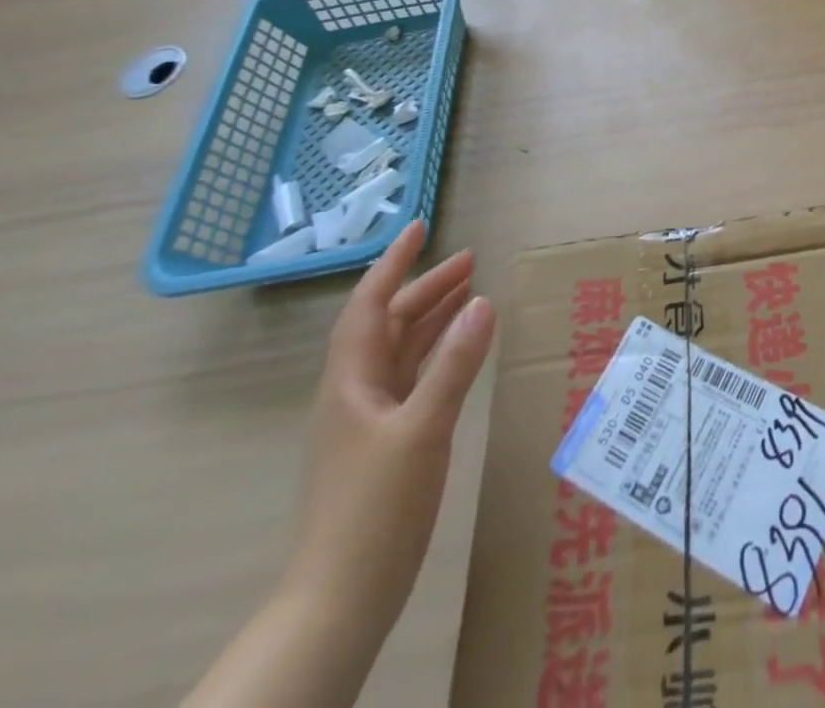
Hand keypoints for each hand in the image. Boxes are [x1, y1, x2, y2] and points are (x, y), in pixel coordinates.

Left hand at [281, 220, 496, 632]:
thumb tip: (483, 300)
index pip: (368, 305)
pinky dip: (437, 352)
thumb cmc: (375, 507)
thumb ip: (454, 364)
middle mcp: (355, 392)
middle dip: (425, 287)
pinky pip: (413, 377)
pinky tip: (462, 350)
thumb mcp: (422, 429)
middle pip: (388, 323)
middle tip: (471, 260)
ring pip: (401, 350)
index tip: (419, 227)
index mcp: (350, 382)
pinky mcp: (386, 442)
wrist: (341, 597)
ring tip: (471, 291)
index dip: (393, 263)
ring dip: (432, 317)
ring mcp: (369, 419)